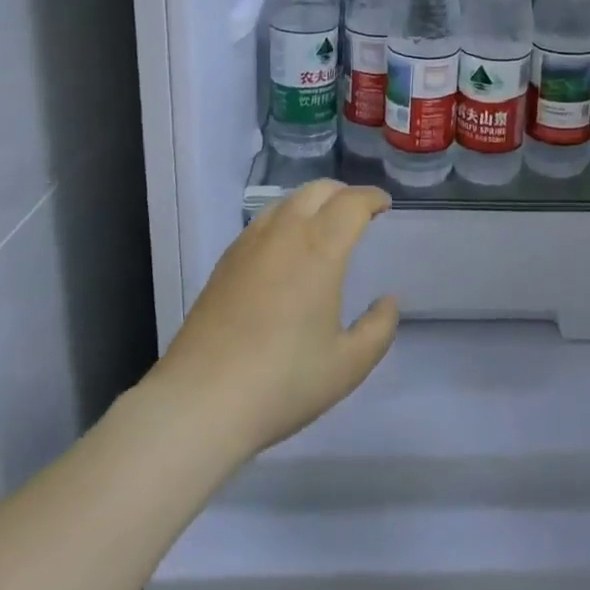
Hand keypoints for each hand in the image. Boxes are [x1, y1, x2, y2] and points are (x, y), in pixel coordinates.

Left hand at [150, 181, 398, 455]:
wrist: (201, 400)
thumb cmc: (284, 381)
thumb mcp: (348, 364)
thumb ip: (379, 328)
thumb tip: (388, 301)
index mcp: (320, 249)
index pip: (351, 203)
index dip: (372, 197)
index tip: (384, 205)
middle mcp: (284, 233)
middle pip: (317, 190)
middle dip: (343, 193)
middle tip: (359, 212)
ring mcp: (249, 244)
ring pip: (285, 201)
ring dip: (312, 202)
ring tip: (324, 225)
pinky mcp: (225, 262)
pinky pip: (262, 222)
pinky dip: (285, 219)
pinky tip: (285, 249)